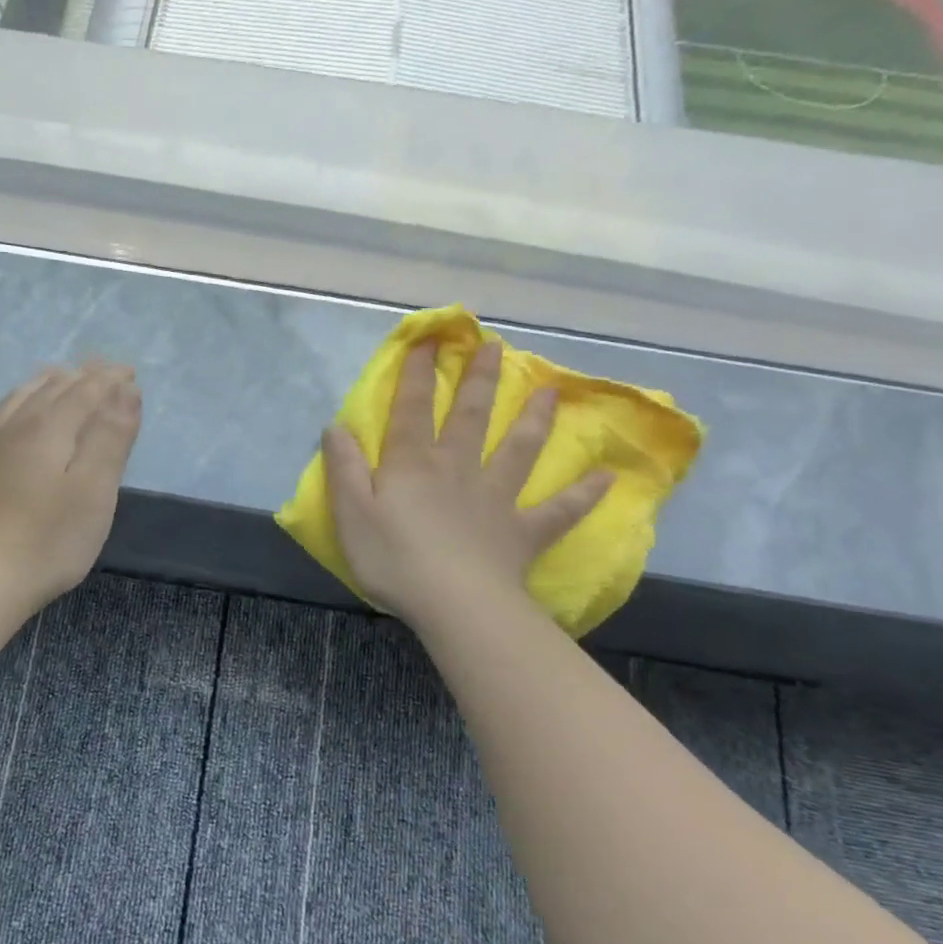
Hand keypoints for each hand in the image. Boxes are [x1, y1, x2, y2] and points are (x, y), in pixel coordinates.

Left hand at [0, 361, 142, 615]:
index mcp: (49, 427)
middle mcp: (15, 425)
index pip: (85, 390)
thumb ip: (111, 437)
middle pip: (53, 387)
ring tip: (64, 376)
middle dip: (83, 376)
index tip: (130, 372)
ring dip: (49, 382)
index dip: (110, 380)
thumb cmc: (48, 540)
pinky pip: (1, 414)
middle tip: (105, 369)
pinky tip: (19, 411)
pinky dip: (21, 399)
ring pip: (22, 397)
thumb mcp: (94, 491)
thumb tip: (126, 389)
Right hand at [322, 339, 610, 627]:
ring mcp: (496, 498)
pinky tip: (605, 478)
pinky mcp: (523, 531)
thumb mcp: (350, 512)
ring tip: (551, 391)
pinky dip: (583, 494)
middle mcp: (458, 468)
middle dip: (481, 380)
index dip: (419, 374)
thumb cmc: (393, 558)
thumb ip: (344, 468)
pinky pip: (559, 510)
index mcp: (413, 463)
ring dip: (536, 419)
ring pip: (520, 450)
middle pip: (472, 416)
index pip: (414, 409)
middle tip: (495, 346)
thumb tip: (336, 426)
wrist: (453, 602)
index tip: (430, 341)